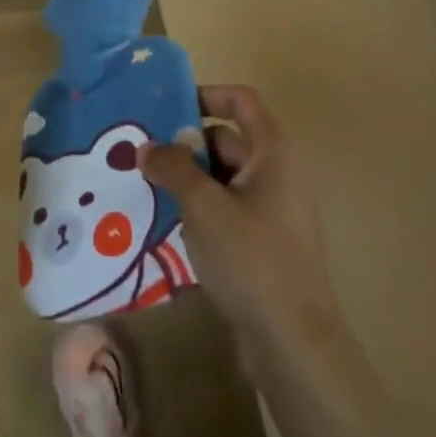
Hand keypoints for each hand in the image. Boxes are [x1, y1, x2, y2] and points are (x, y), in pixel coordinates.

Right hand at [139, 85, 342, 362]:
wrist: (294, 341)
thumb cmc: (252, 257)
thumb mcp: (203, 205)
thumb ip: (172, 167)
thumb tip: (147, 147)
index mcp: (272, 150)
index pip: (240, 100)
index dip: (205, 95)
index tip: (165, 108)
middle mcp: (277, 171)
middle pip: (226, 138)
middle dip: (184, 144)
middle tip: (142, 155)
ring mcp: (273, 208)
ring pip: (222, 176)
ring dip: (188, 178)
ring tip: (146, 187)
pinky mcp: (264, 241)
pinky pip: (227, 207)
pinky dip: (200, 207)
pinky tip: (168, 223)